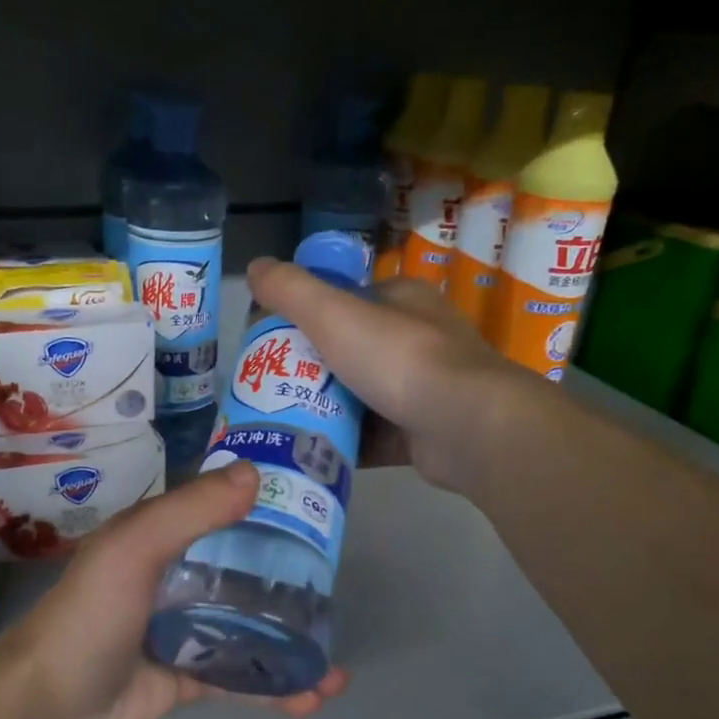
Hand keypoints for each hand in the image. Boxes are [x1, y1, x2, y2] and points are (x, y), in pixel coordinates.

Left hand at [0, 460, 347, 718]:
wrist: (49, 706)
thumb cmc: (91, 615)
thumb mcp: (134, 548)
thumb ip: (191, 511)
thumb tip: (255, 473)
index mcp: (160, 539)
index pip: (221, 515)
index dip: (266, 513)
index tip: (316, 519)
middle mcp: (175, 579)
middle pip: (242, 575)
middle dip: (289, 586)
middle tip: (336, 597)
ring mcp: (182, 630)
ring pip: (247, 630)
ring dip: (290, 645)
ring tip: (334, 663)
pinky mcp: (187, 677)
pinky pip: (239, 678)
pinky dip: (274, 688)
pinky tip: (312, 698)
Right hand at [245, 259, 546, 494]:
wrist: (464, 425)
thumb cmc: (398, 359)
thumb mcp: (333, 314)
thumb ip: (291, 290)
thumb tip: (254, 266)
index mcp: (402, 301)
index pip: (345, 302)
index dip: (306, 319)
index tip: (273, 344)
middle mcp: (417, 340)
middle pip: (350, 352)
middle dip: (311, 371)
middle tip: (271, 389)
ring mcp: (424, 389)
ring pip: (361, 397)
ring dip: (326, 410)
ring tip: (283, 423)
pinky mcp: (423, 433)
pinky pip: (374, 436)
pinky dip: (347, 443)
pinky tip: (314, 452)